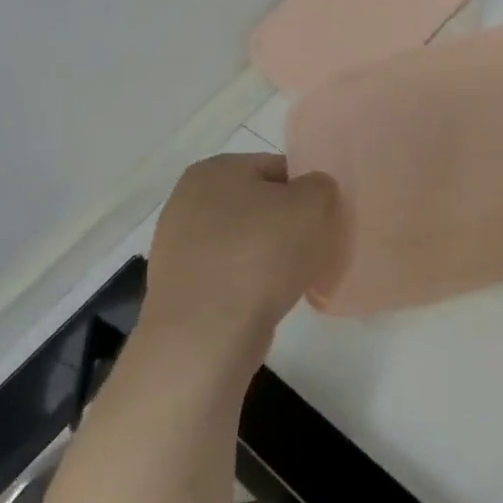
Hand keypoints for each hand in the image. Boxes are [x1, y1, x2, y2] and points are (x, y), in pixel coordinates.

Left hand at [132, 153, 340, 400]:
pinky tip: (267, 299)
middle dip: (288, 224)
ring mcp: (178, 244)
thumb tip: (311, 194)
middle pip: (260, 205)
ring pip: (245, 240)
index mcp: (215, 169)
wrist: (206, 334)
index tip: (325, 219)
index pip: (278, 168)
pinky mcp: (180, 284)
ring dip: (271, 255)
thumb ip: (321, 186)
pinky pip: (230, 272)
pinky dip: (251, 282)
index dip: (308, 192)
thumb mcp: (313, 204)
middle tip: (314, 248)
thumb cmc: (261, 256)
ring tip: (293, 279)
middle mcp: (187, 199)